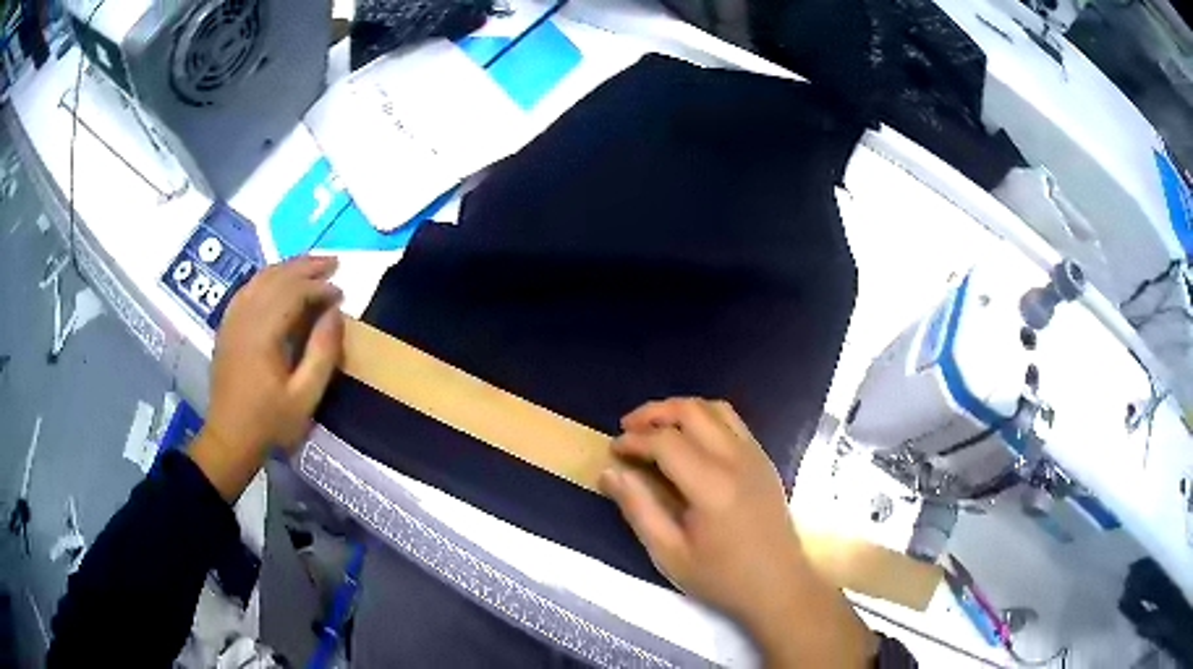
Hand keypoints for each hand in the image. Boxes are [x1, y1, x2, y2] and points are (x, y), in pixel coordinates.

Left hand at [190, 256, 343, 501]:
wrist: (229, 439)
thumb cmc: (269, 423)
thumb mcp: (304, 397)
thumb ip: (322, 353)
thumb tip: (336, 313)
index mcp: (262, 333)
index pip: (293, 292)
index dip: (319, 287)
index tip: (341, 294)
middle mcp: (245, 317)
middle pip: (276, 277)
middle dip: (306, 267)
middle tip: (334, 263)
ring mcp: (232, 320)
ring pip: (260, 278)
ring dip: (287, 268)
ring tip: (311, 266)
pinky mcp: (227, 327)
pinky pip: (247, 289)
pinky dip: (267, 279)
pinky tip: (278, 282)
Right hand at [601, 399, 875, 667]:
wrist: (779, 586)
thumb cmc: (722, 577)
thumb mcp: (669, 554)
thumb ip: (638, 509)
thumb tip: (609, 473)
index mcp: (712, 485)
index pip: (666, 442)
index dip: (634, 441)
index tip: (612, 451)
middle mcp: (737, 459)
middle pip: (692, 411)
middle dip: (654, 412)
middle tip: (628, 428)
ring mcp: (756, 456)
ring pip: (716, 409)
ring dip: (681, 410)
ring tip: (656, 428)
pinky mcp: (765, 461)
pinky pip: (733, 423)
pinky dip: (705, 419)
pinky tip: (690, 442)